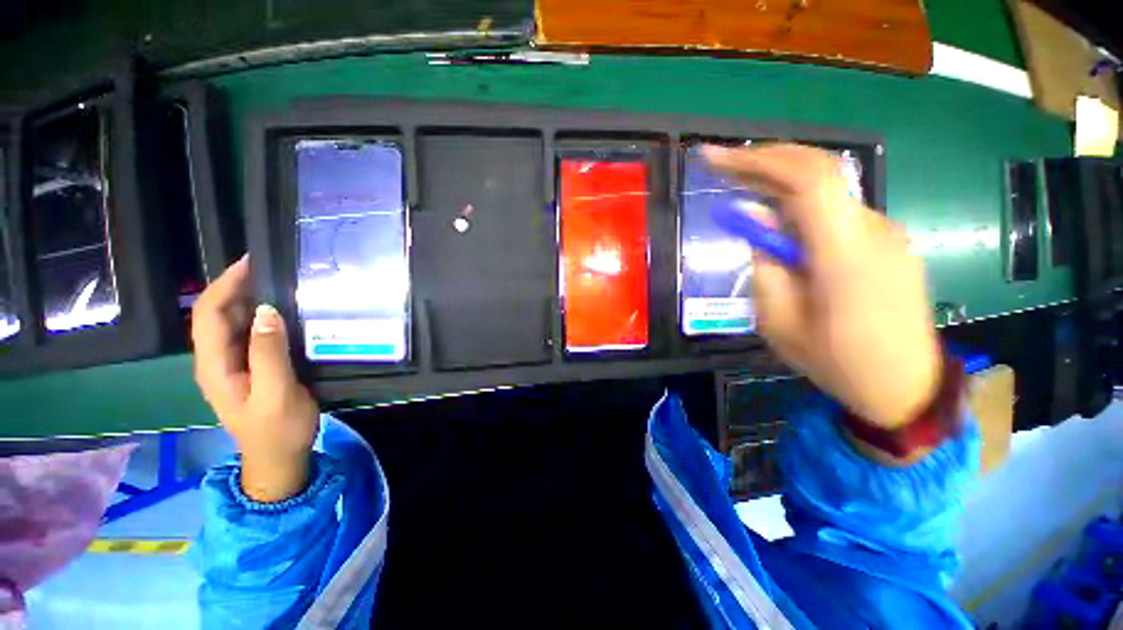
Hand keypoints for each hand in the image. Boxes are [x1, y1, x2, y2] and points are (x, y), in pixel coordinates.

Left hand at [191, 256, 319, 501]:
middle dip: (236, 286)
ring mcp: (231, 365)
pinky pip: (247, 334)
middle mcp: (216, 360)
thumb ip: (269, 353)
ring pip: (231, 323)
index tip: (252, 262)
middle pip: (216, 314)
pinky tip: (281, 311)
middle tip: (271, 268)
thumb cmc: (279, 428)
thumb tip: (266, 310)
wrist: (279, 457)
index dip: (226, 285)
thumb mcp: (277, 393)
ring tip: (278, 282)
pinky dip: (260, 316)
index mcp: (215, 366)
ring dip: (248, 299)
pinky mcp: (247, 368)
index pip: (209, 314)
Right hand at [705, 144, 941, 429]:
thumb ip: (765, 267)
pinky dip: (801, 208)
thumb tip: (755, 224)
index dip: (758, 159)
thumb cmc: (837, 363)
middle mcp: (873, 229)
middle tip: (722, 167)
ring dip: (780, 187)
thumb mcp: (779, 322)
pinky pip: (837, 212)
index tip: (715, 159)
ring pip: (826, 193)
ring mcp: (887, 232)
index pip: (807, 178)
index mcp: (845, 252)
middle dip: (764, 162)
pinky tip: (779, 226)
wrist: (907, 388)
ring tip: (743, 196)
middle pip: (818, 172)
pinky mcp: (888, 242)